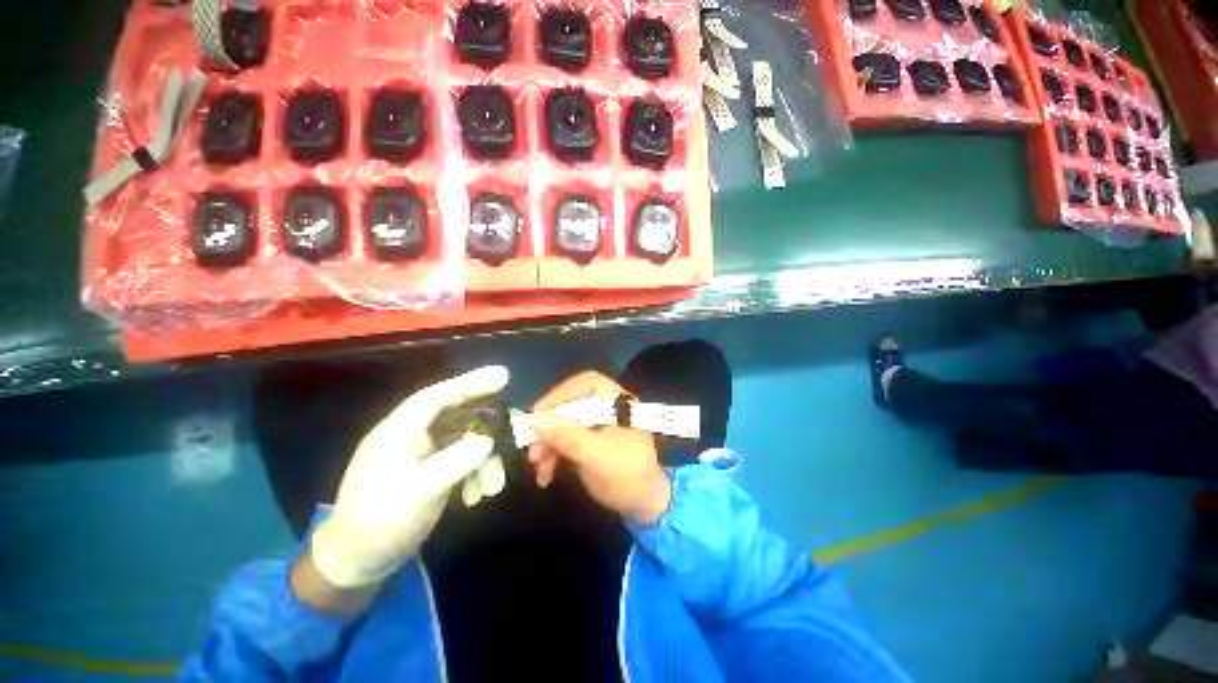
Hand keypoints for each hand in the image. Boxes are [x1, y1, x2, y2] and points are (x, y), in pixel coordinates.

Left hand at [307, 365, 509, 589]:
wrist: (359, 563)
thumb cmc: (378, 525)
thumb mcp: (416, 495)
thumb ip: (453, 464)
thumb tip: (487, 441)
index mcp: (398, 432)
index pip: (435, 397)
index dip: (469, 383)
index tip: (503, 376)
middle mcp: (412, 436)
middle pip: (458, 417)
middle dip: (487, 431)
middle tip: (514, 435)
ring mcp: (424, 454)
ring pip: (465, 441)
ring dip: (484, 461)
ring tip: (492, 488)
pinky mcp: (432, 470)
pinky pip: (463, 460)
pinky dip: (475, 473)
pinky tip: (476, 496)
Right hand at [528, 371, 671, 524]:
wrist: (644, 505)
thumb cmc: (628, 477)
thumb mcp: (597, 457)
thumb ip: (568, 437)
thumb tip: (536, 419)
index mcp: (617, 403)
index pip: (587, 383)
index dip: (562, 393)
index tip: (539, 413)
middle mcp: (607, 408)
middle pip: (571, 405)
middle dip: (550, 427)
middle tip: (533, 448)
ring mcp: (597, 425)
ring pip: (564, 423)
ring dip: (547, 444)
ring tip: (538, 469)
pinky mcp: (590, 441)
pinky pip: (566, 439)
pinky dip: (553, 454)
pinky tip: (545, 475)